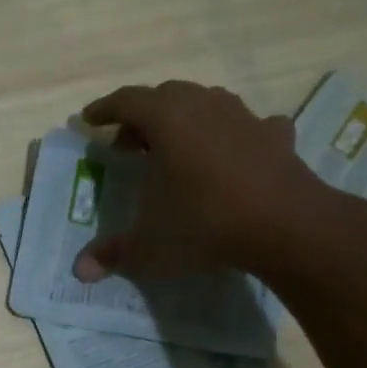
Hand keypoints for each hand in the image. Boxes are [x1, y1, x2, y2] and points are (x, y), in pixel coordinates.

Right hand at [72, 81, 332, 280]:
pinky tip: (233, 154)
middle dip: (143, 115)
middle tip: (129, 143)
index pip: (127, 101)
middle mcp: (204, 107)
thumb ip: (113, 254)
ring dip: (186, 119)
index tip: (89, 120)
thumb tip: (80, 271)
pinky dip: (233, 135)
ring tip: (176, 147)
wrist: (286, 225)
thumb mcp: (151, 245)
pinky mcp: (276, 136)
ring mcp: (244, 117)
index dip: (104, 109)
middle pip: (166, 96)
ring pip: (207, 103)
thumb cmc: (206, 223)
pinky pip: (248, 126)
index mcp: (168, 120)